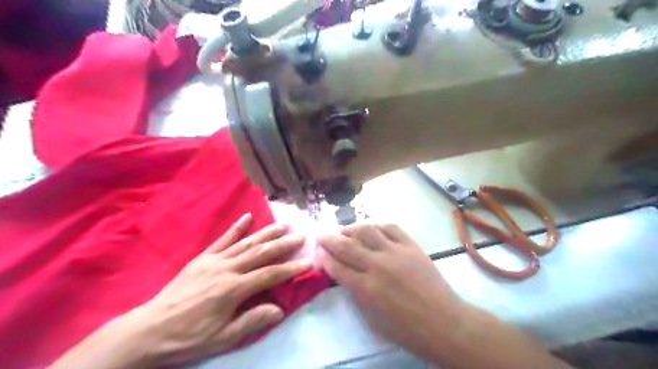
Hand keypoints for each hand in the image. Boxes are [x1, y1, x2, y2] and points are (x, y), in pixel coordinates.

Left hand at [52, 213, 309, 368]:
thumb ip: (252, 321)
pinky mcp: (203, 258)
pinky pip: (223, 239)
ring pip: (246, 242)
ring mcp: (214, 260)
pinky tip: (247, 216)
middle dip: (283, 244)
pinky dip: (236, 228)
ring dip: (266, 233)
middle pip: (261, 253)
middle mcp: (227, 269)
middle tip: (301, 235)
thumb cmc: (188, 337)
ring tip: (283, 225)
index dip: (290, 268)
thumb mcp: (222, 338)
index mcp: (233, 289)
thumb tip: (280, 309)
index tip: (307, 261)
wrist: (149, 329)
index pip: (269, 274)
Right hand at [321, 226, 576, 368]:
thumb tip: (345, 276)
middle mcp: (377, 266)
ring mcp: (395, 253)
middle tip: (321, 236)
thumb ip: (356, 294)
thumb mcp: (373, 319)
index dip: (324, 258)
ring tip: (344, 230)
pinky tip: (372, 229)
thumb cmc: (406, 329)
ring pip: (367, 231)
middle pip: (346, 246)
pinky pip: (391, 228)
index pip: (337, 267)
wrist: (444, 322)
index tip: (318, 253)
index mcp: (366, 288)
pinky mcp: (411, 246)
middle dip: (329, 239)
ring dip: (351, 228)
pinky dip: (378, 225)